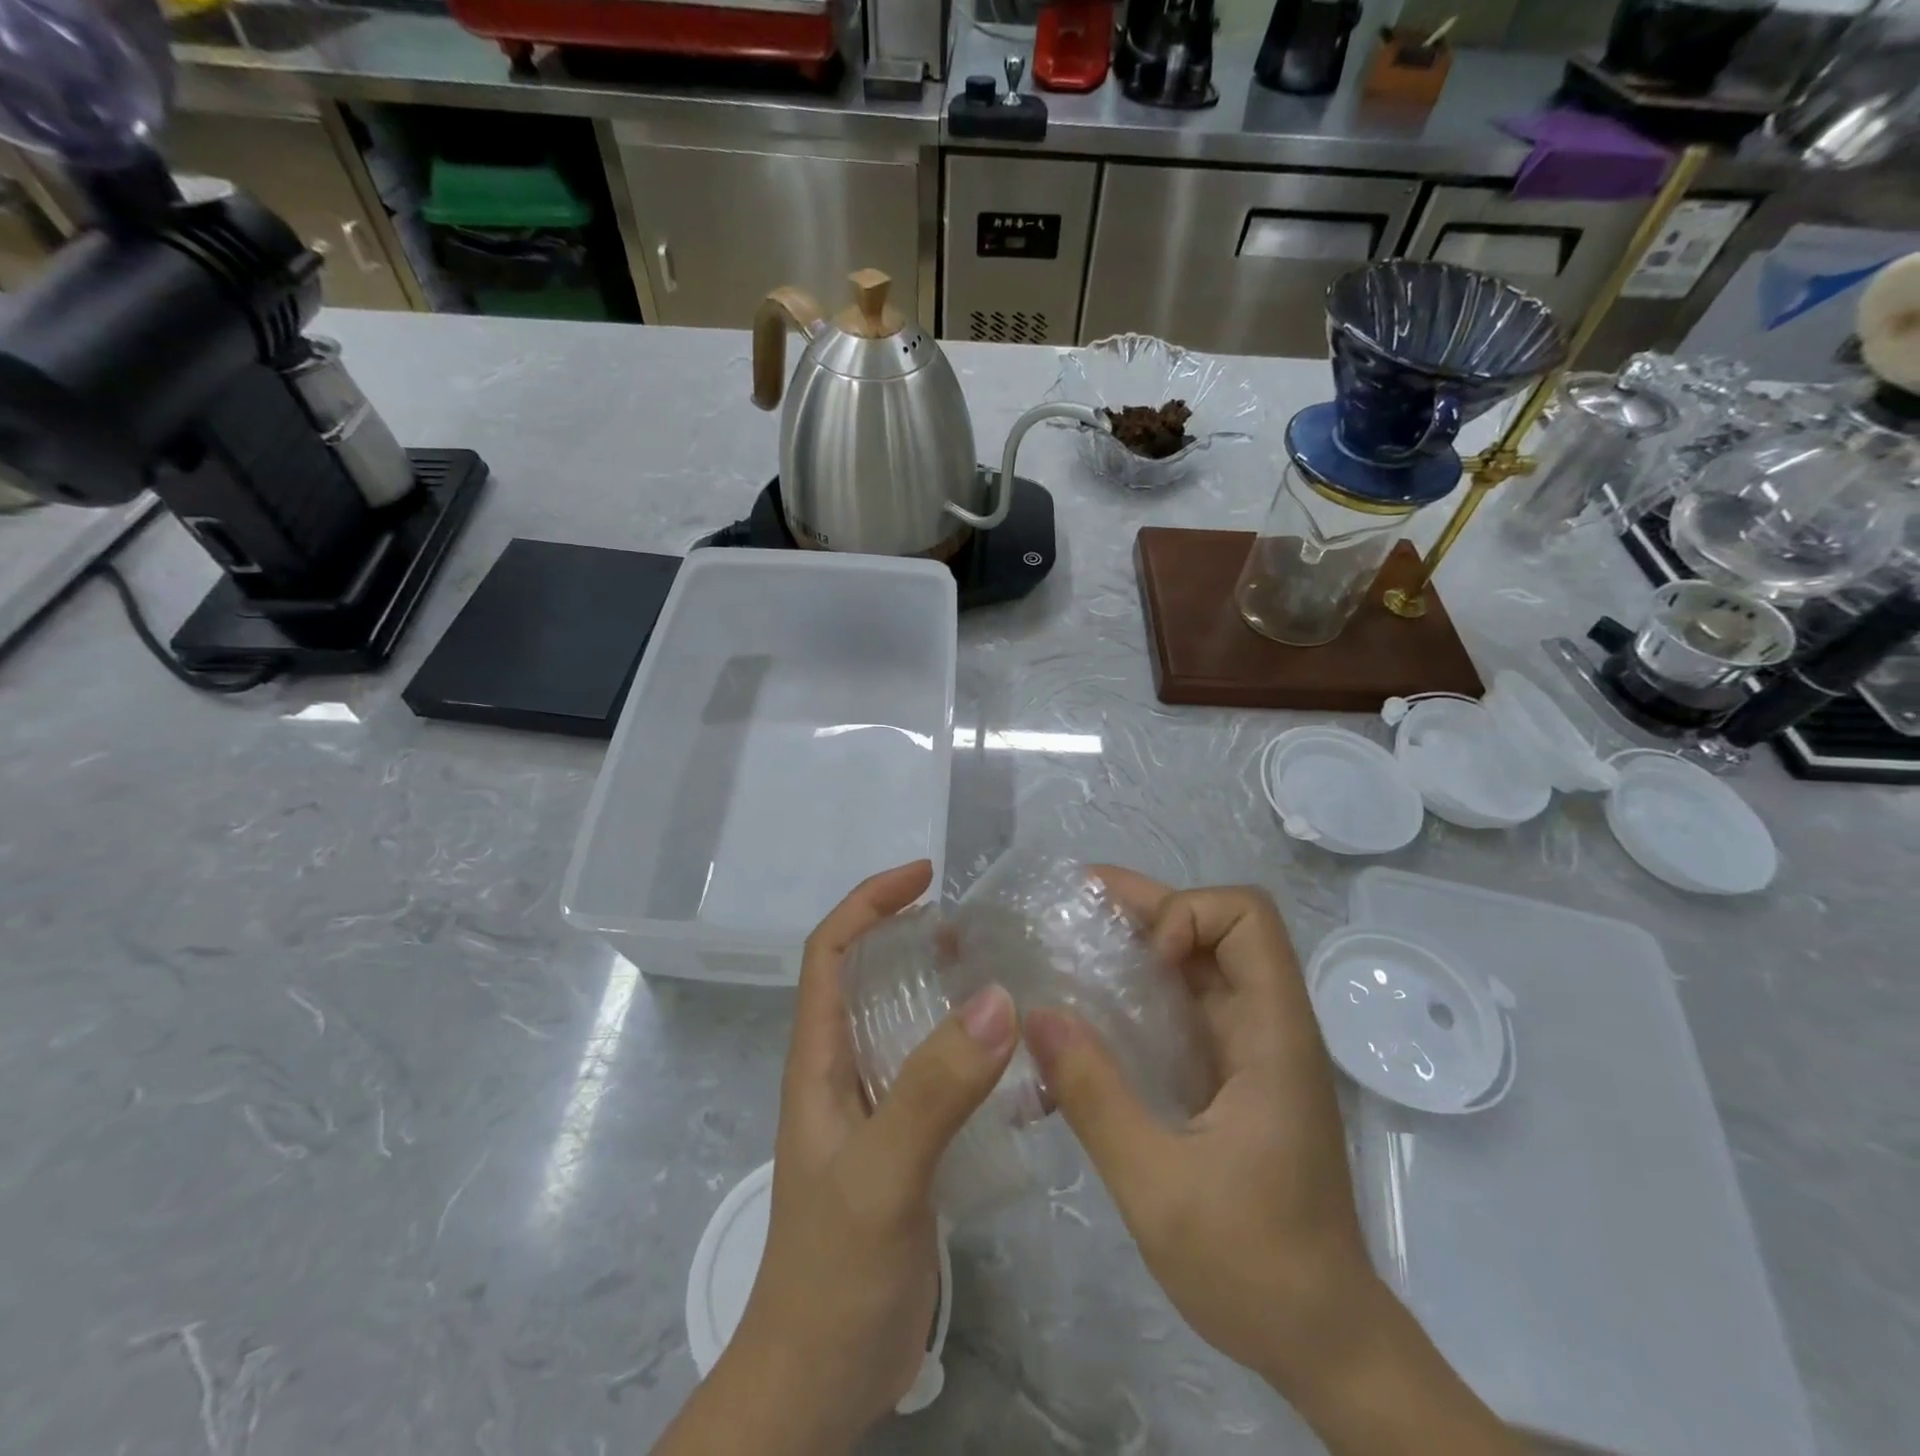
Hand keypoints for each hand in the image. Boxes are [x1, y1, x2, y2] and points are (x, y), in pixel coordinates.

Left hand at [720, 861, 1017, 1452]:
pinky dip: (969, 1051)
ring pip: (905, 1022)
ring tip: (1004, 975)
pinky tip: (1015, 1062)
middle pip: (869, 976)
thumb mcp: (883, 1173)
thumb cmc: (832, 1272)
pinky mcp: (903, 1144)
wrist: (818, 1381)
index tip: (926, 876)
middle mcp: (842, 1071)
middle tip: (980, 927)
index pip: (830, 951)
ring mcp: (873, 1109)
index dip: (870, 901)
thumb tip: (996, 997)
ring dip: (945, 990)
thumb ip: (933, 1089)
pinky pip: (935, 1074)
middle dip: (914, 935)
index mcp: (819, 1059)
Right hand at [1024, 872, 1522, 1454]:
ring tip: (1068, 946)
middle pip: (1215, 928)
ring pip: (1196, 965)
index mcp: (1272, 1035)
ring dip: (1136, 947)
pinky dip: (1137, 996)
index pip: (1248, 918)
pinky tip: (1087, 1018)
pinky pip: (1183, 1010)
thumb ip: (1096, 1097)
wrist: (1323, 1343)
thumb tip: (1037, 1014)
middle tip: (1074, 906)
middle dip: (1146, 908)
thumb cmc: (1255, 1265)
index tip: (1143, 960)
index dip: (1189, 915)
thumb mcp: (1158, 1186)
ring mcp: (1248, 1051)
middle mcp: (1265, 1026)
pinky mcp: (1229, 1077)